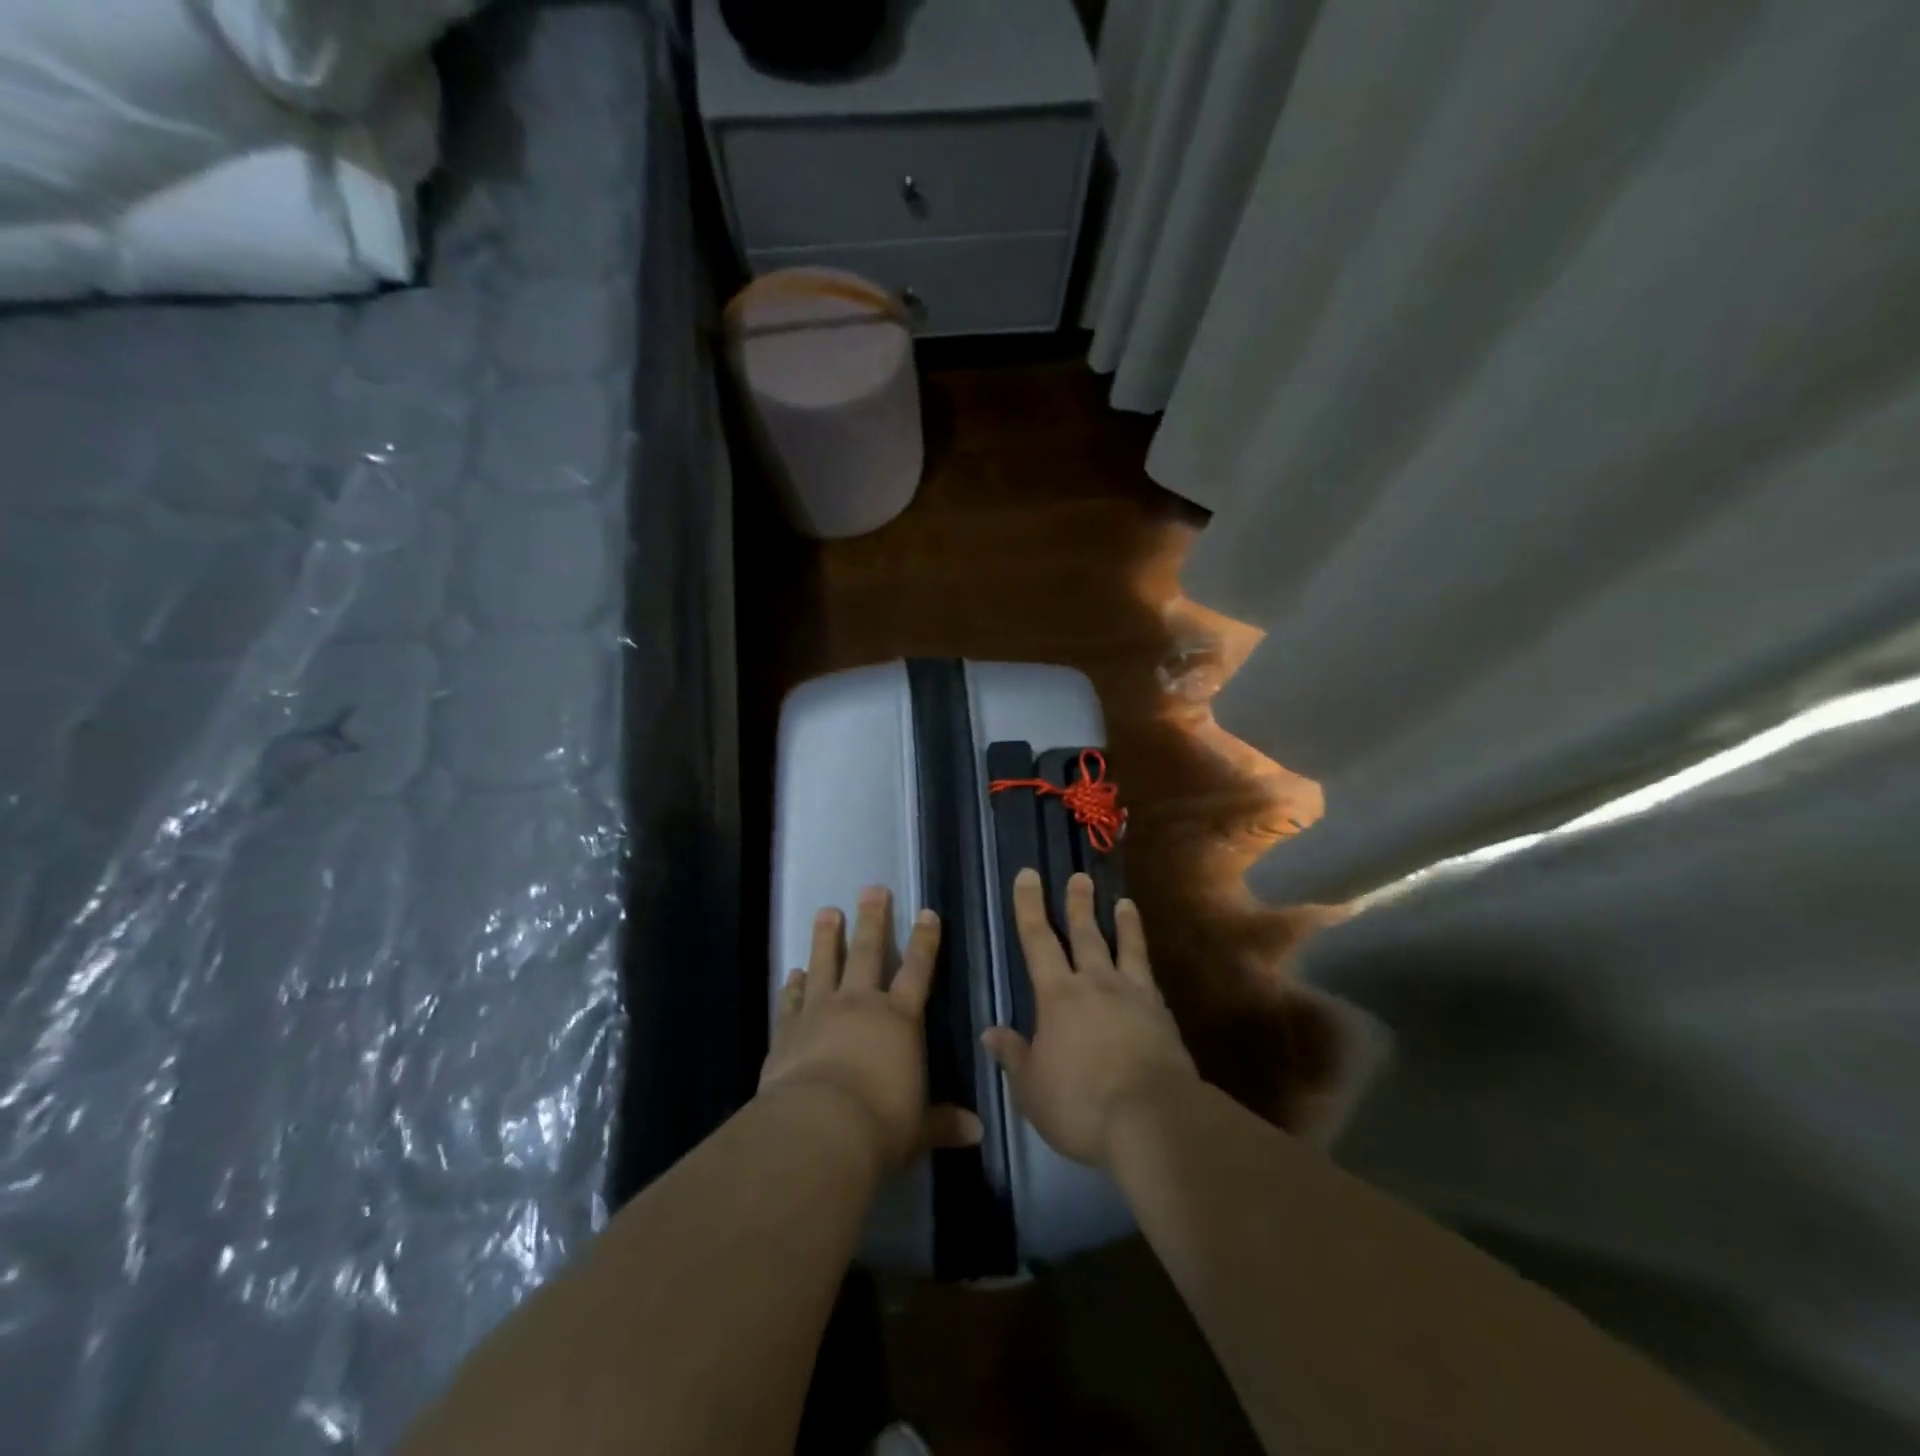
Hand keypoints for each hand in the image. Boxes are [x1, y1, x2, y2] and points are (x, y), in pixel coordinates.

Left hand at [760, 886, 981, 1170]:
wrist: (818, 1129)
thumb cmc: (880, 1124)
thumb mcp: (918, 1127)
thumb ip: (943, 1123)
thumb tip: (977, 1132)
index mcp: (899, 1020)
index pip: (917, 970)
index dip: (924, 941)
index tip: (926, 913)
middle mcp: (861, 1005)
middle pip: (868, 952)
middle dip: (872, 919)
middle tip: (872, 889)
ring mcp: (821, 1012)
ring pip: (825, 964)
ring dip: (826, 937)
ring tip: (827, 911)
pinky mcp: (788, 1030)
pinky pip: (792, 1000)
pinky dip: (793, 985)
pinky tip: (792, 972)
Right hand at [983, 869, 1197, 1167]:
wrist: (1153, 1120)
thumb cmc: (1080, 1105)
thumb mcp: (1032, 1089)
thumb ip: (1014, 1057)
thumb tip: (991, 1032)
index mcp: (1058, 996)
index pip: (1037, 940)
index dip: (1029, 906)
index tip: (1028, 875)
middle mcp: (1096, 984)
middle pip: (1086, 934)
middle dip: (1078, 904)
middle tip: (1079, 877)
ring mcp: (1134, 997)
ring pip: (1126, 949)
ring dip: (1124, 924)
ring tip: (1124, 902)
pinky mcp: (1163, 1017)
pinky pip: (1151, 980)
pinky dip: (1146, 966)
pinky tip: (1147, 969)